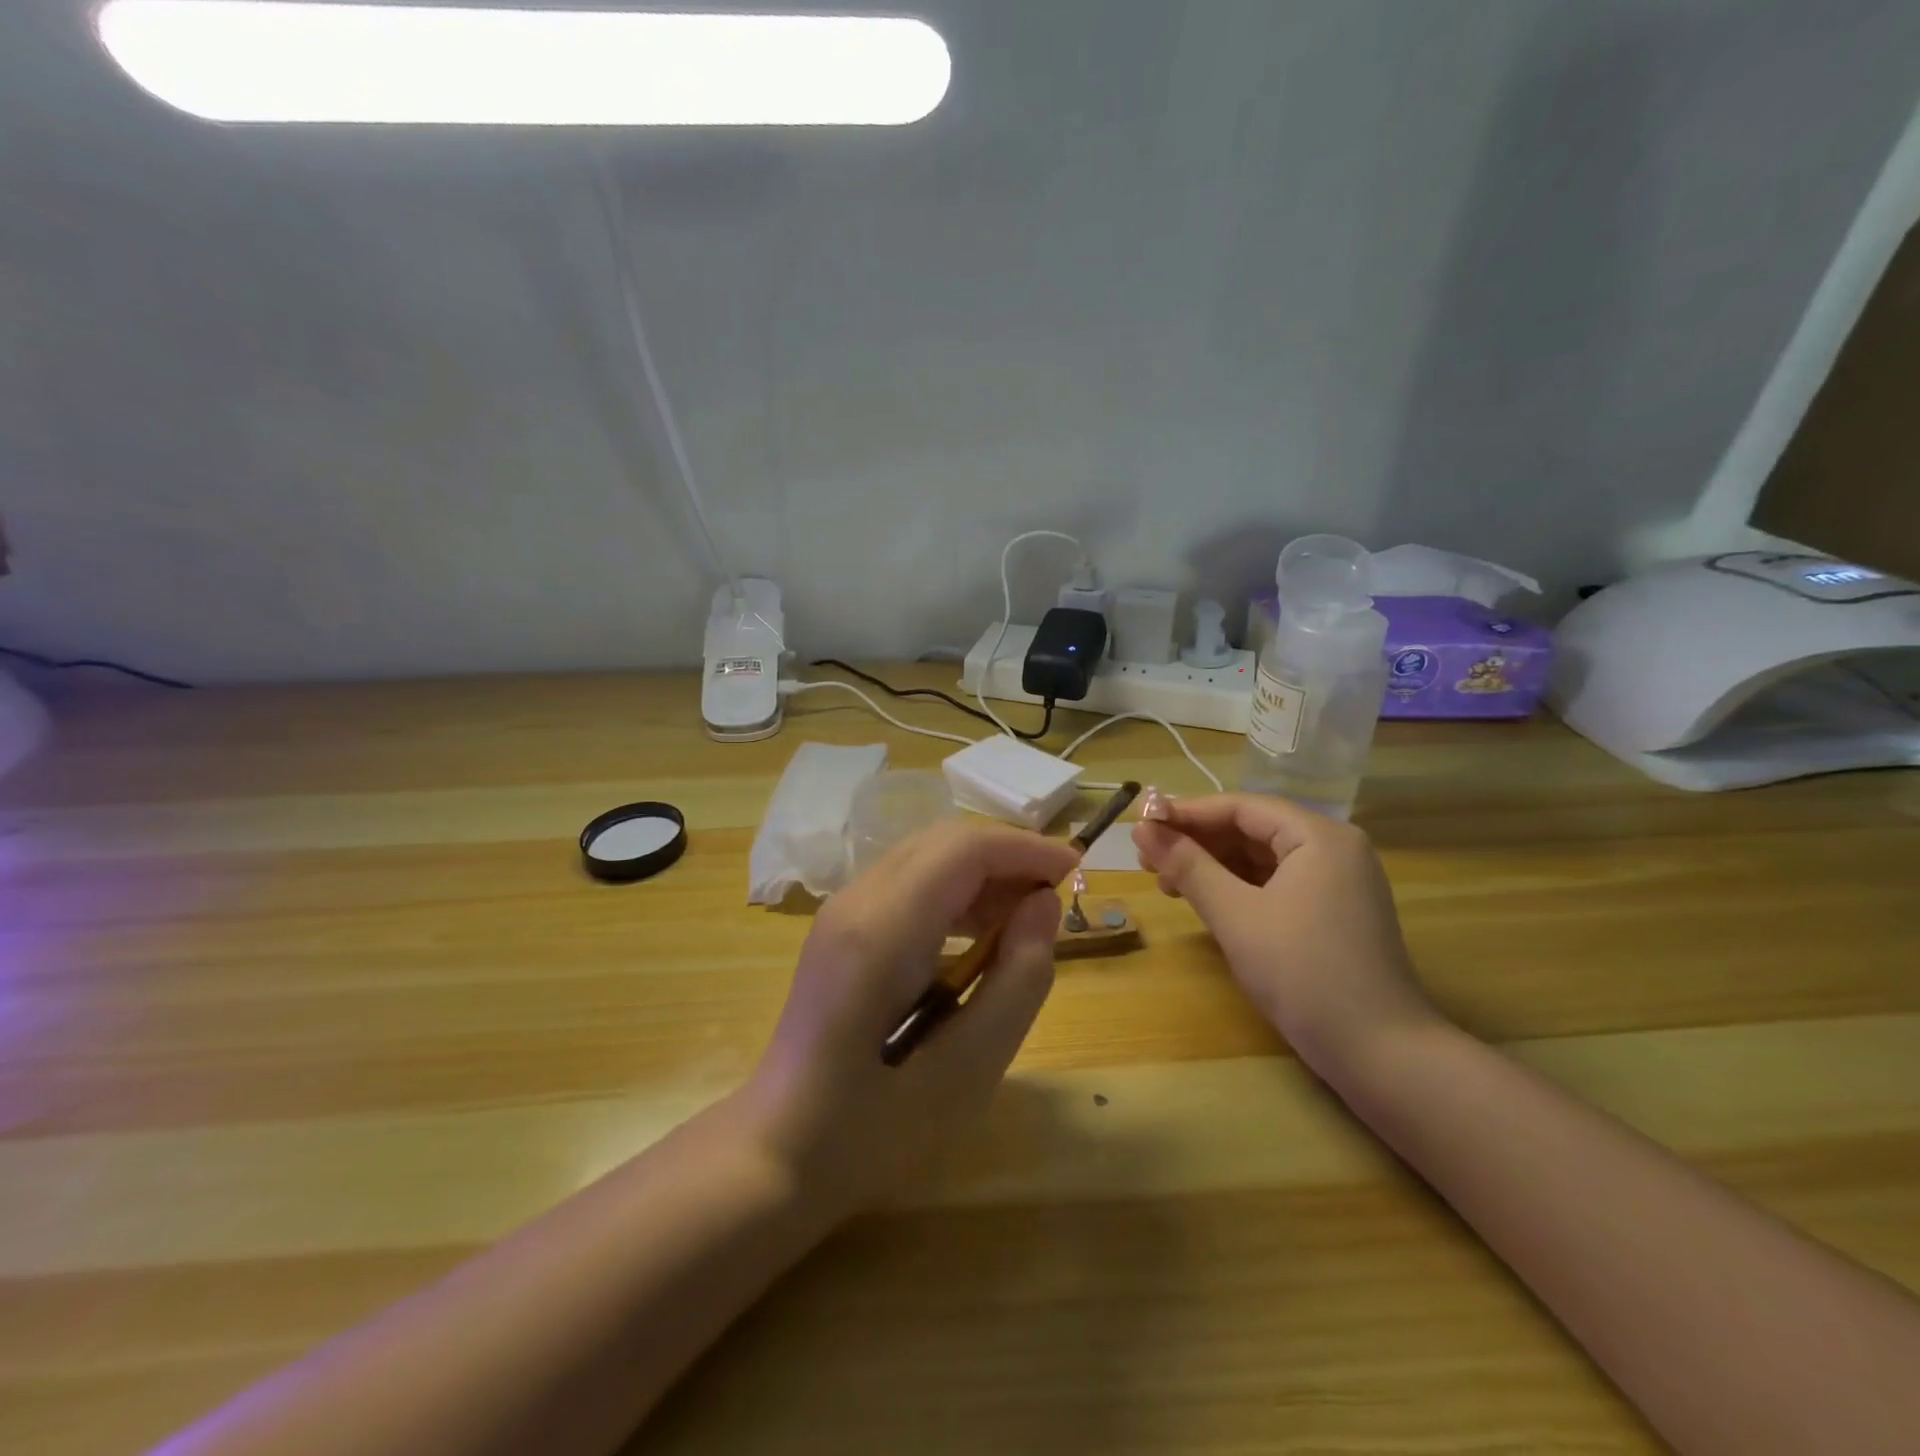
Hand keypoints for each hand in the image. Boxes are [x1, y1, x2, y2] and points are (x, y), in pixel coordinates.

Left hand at [740, 820, 1077, 1216]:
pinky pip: (907, 883)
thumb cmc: (879, 1125)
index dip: (1025, 848)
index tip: (1075, 868)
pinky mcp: (841, 927)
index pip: (963, 849)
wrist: (782, 1150)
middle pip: (943, 842)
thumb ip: (1019, 977)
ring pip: (925, 857)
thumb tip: (1043, 904)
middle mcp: (856, 901)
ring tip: (1024, 918)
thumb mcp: (972, 1066)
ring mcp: (841, 911)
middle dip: (1006, 856)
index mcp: (883, 929)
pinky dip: (952, 891)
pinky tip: (977, 934)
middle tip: (1053, 897)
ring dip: (980, 873)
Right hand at [1133, 793, 1441, 1077]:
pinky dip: (1237, 887)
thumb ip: (1187, 866)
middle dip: (1197, 841)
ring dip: (1212, 865)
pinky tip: (1204, 899)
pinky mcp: (1333, 911)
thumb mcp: (1236, 916)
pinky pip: (1276, 882)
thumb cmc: (1304, 974)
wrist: (1380, 1055)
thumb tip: (1141, 829)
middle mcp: (1334, 848)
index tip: (1140, 825)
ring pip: (1261, 857)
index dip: (1186, 813)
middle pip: (1252, 828)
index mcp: (1319, 836)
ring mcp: (1338, 881)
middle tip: (1146, 859)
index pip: (1241, 807)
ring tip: (1165, 881)